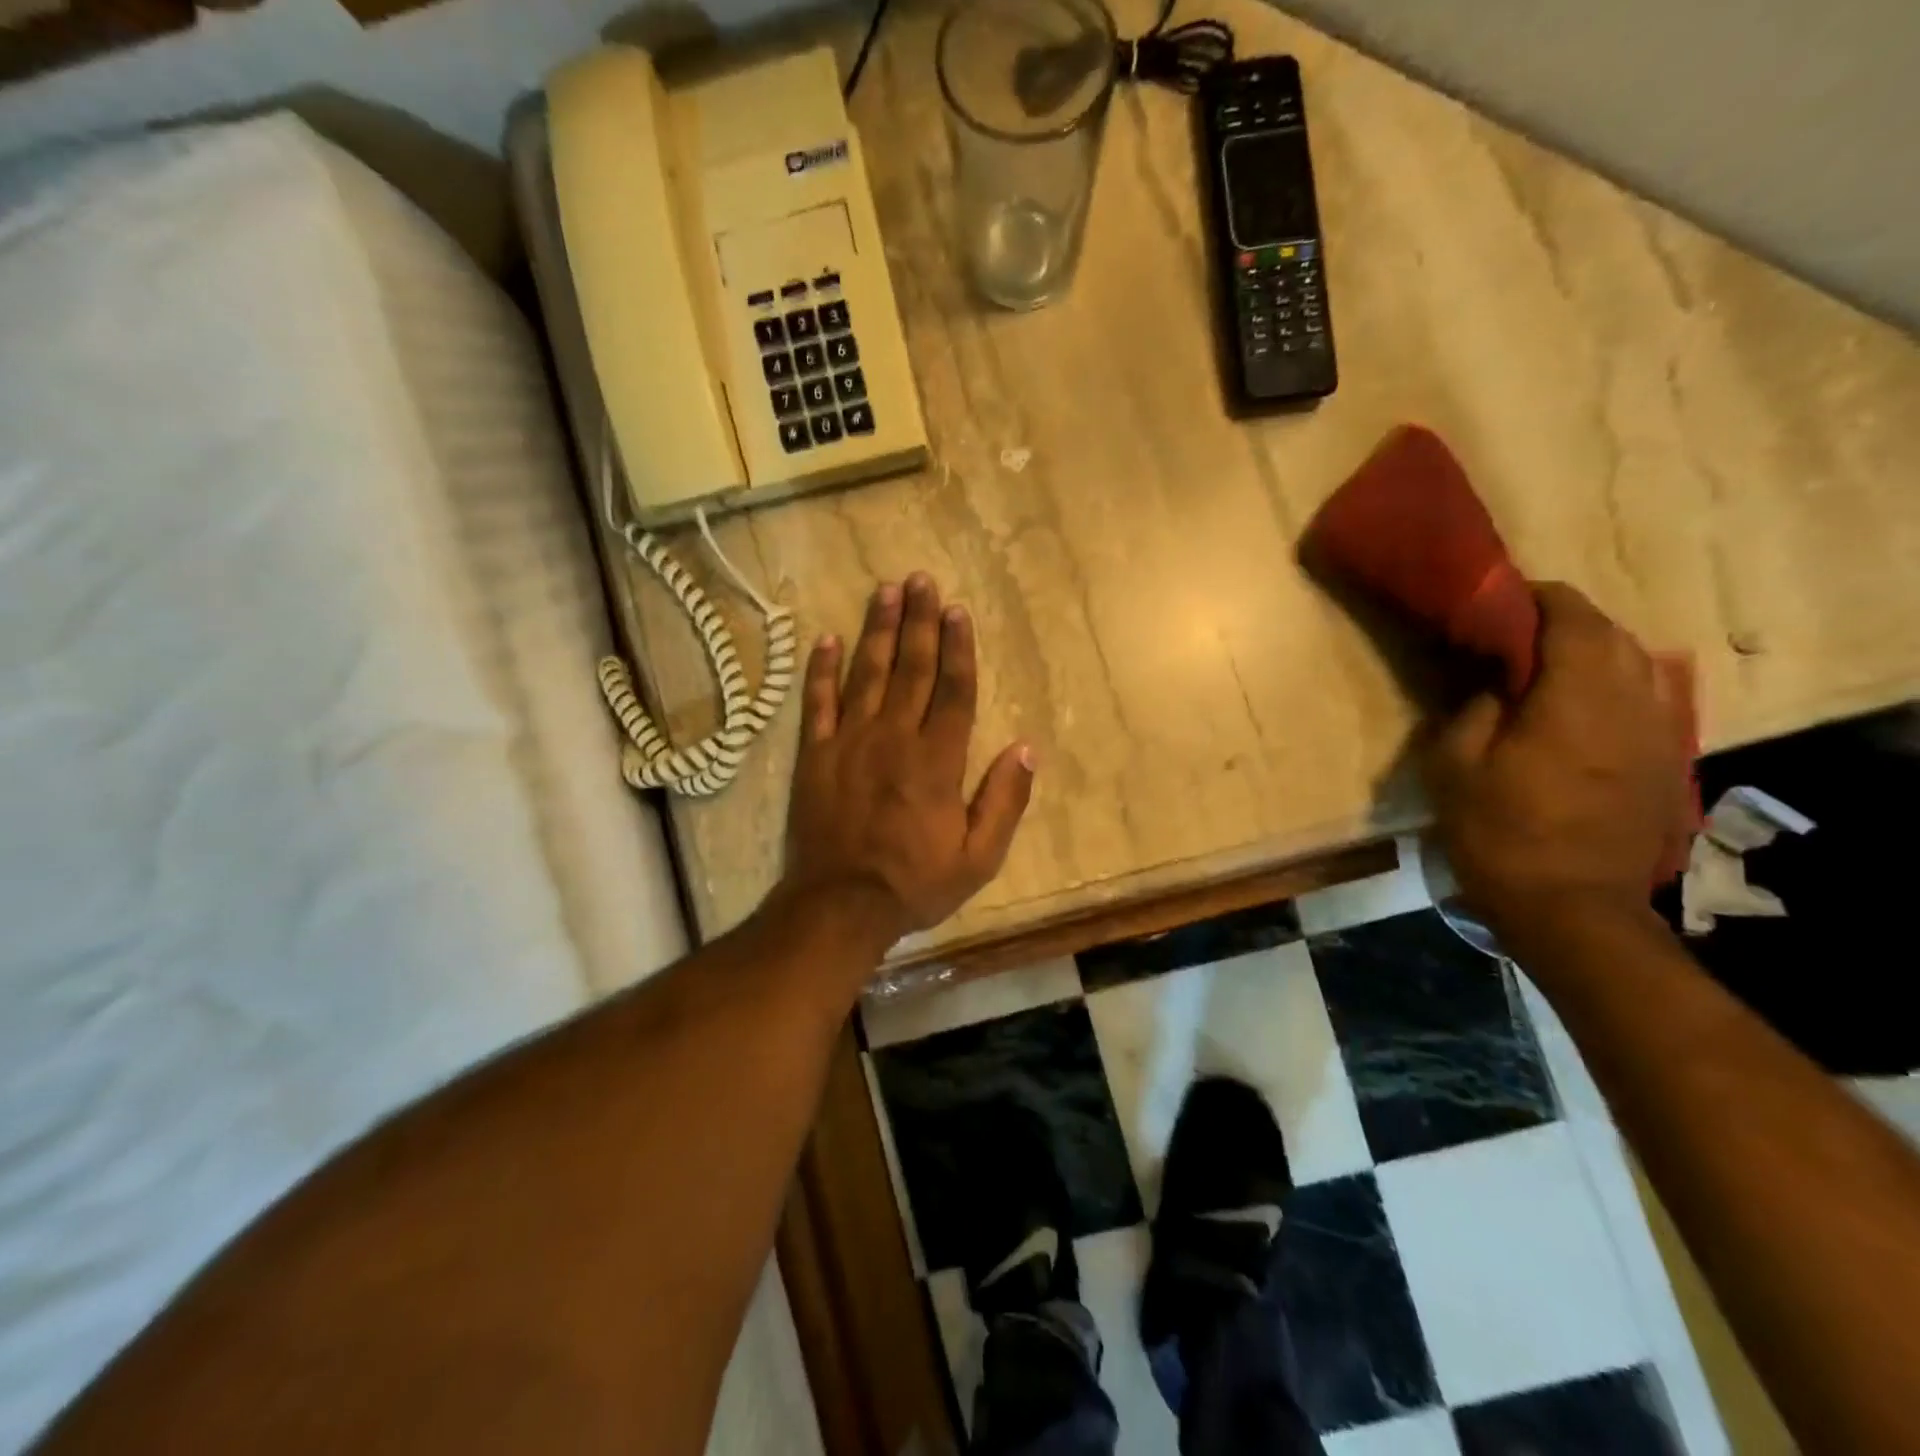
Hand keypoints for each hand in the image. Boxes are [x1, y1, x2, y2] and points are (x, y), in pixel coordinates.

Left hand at [781, 573, 1034, 962]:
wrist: (840, 906)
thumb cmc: (915, 883)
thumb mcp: (979, 858)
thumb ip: (1004, 801)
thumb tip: (1025, 749)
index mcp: (937, 760)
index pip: (954, 691)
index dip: (958, 648)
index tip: (958, 610)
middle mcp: (894, 738)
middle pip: (911, 669)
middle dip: (918, 622)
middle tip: (921, 580)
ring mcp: (849, 742)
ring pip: (866, 674)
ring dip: (876, 630)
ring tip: (884, 590)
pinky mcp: (814, 756)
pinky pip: (816, 703)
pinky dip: (820, 671)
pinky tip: (826, 639)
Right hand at [1422, 582, 1686, 941]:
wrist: (1571, 907)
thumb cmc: (1500, 833)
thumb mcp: (1455, 767)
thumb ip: (1473, 710)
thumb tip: (1494, 685)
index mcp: (1577, 698)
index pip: (1573, 619)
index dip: (1540, 598)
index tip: (1505, 596)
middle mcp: (1632, 704)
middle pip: (1612, 636)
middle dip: (1569, 621)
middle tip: (1519, 629)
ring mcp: (1659, 735)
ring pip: (1638, 666)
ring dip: (1595, 652)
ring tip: (1549, 664)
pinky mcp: (1666, 763)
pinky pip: (1647, 701)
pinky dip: (1614, 686)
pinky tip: (1580, 707)